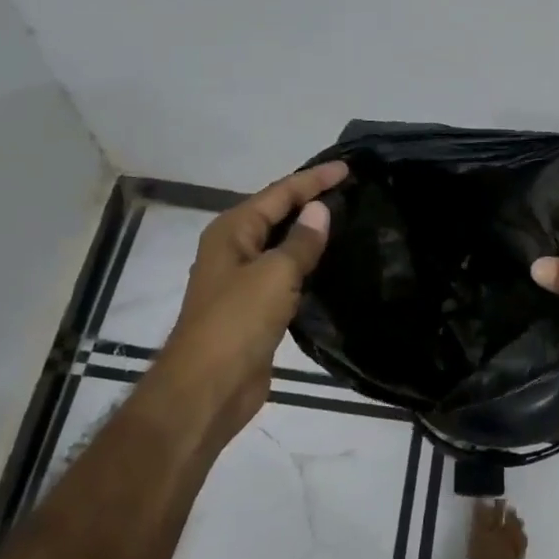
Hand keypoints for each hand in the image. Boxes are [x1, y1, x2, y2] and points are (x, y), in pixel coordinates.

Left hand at [155, 161, 347, 439]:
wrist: (207, 389)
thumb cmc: (236, 323)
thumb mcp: (274, 275)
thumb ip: (301, 241)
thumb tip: (320, 210)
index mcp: (232, 231)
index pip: (279, 193)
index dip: (313, 180)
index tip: (348, 168)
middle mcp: (234, 249)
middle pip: (277, 214)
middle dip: (310, 200)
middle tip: (351, 189)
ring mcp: (243, 281)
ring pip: (282, 245)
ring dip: (310, 233)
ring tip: (348, 219)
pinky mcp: (256, 309)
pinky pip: (286, 274)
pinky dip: (308, 264)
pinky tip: (332, 264)